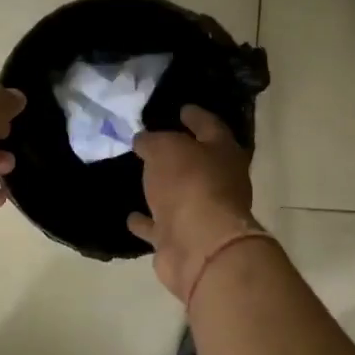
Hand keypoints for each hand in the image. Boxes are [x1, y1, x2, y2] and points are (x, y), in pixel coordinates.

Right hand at [130, 105, 259, 298]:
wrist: (199, 245)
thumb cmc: (189, 184)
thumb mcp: (166, 148)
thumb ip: (153, 141)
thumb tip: (144, 140)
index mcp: (223, 153)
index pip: (210, 126)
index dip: (195, 115)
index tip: (182, 108)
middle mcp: (220, 182)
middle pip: (199, 162)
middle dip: (180, 153)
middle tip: (155, 142)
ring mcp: (203, 214)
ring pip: (180, 196)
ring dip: (163, 189)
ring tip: (140, 177)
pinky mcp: (183, 241)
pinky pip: (161, 226)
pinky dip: (147, 222)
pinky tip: (130, 215)